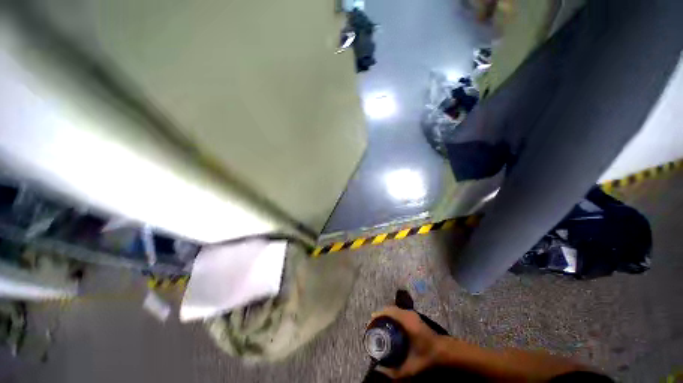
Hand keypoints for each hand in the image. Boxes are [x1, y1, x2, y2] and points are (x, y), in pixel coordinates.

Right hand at [369, 306, 440, 378]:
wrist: (445, 352)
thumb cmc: (428, 357)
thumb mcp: (411, 367)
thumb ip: (395, 371)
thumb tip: (379, 369)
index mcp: (406, 321)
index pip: (387, 312)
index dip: (377, 316)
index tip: (369, 325)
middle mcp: (408, 313)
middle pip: (388, 310)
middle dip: (379, 317)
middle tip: (372, 328)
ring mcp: (411, 314)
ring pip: (393, 310)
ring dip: (384, 316)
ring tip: (377, 327)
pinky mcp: (413, 316)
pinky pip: (397, 312)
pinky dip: (390, 317)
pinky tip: (388, 327)